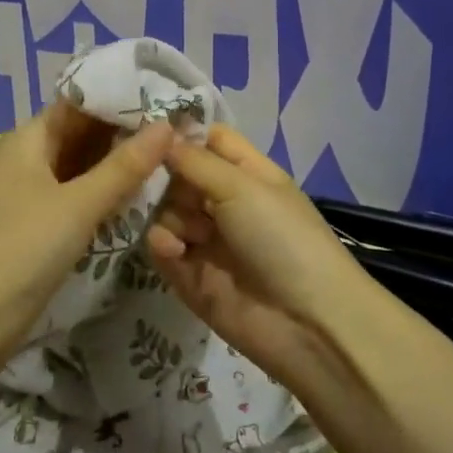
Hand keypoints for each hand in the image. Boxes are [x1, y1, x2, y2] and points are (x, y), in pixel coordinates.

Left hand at [0, 101, 173, 320]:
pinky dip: (106, 194)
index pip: (81, 103)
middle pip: (83, 134)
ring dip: (119, 165)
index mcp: (30, 137)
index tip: (167, 98)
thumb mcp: (78, 203)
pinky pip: (79, 197)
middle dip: (126, 133)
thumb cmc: (21, 246)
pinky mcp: (39, 226)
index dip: (122, 98)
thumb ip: (124, 166)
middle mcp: (30, 158)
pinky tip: (142, 196)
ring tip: (172, 158)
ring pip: (83, 167)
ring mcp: (33, 193)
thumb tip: (167, 125)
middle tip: (181, 131)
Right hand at [144, 125, 365, 383]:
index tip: (145, 130)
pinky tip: (173, 249)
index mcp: (247, 174)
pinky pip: (164, 248)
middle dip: (164, 177)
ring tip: (184, 230)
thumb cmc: (281, 237)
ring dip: (166, 214)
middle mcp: (226, 203)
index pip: (209, 140)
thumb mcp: (242, 186)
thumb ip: (195, 160)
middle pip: (179, 175)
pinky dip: (163, 244)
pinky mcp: (192, 277)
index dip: (180, 133)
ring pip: (166, 211)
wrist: (307, 322)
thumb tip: (160, 135)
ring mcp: (208, 241)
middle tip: (154, 182)